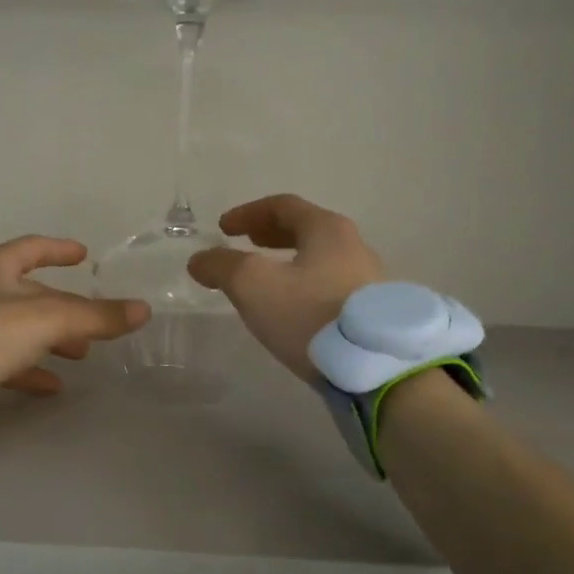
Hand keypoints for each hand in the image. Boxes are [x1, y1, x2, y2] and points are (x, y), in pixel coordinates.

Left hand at [0, 237, 149, 395]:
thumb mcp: (48, 320)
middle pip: (29, 293)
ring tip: (79, 356)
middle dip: (63, 309)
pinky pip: (1, 357)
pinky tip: (50, 386)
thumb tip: (144, 310)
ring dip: (49, 340)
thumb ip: (95, 316)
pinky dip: (27, 367)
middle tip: (91, 326)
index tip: (84, 256)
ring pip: (17, 327)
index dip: (61, 250)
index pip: (34, 248)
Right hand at [187, 194, 383, 379]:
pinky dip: (304, 284)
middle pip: (306, 228)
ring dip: (288, 261)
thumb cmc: (309, 314)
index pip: (283, 206)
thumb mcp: (253, 285)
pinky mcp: (371, 311)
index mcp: (326, 229)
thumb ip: (222, 266)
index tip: (223, 227)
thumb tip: (199, 260)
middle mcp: (353, 245)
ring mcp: (368, 279)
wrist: (373, 367)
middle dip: (270, 234)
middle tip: (245, 243)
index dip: (248, 213)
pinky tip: (293, 307)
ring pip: (319, 258)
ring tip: (266, 278)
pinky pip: (330, 284)